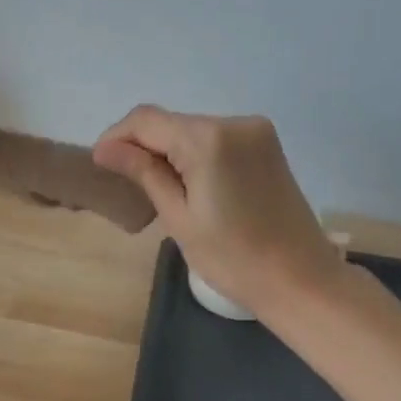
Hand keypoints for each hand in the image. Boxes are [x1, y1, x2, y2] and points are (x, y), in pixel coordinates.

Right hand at [92, 106, 342, 317]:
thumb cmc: (233, 258)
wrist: (300, 280)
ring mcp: (256, 132)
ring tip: (157, 189)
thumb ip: (144, 173)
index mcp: (209, 139)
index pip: (146, 120)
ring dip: (168, 151)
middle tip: (125, 183)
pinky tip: (189, 185)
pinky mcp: (267, 146)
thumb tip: (104, 149)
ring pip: (192, 130)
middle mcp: (235, 122)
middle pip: (171, 122)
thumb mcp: (178, 218)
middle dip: (142, 146)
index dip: (117, 137)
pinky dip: (194, 155)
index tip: (100, 165)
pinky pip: (216, 139)